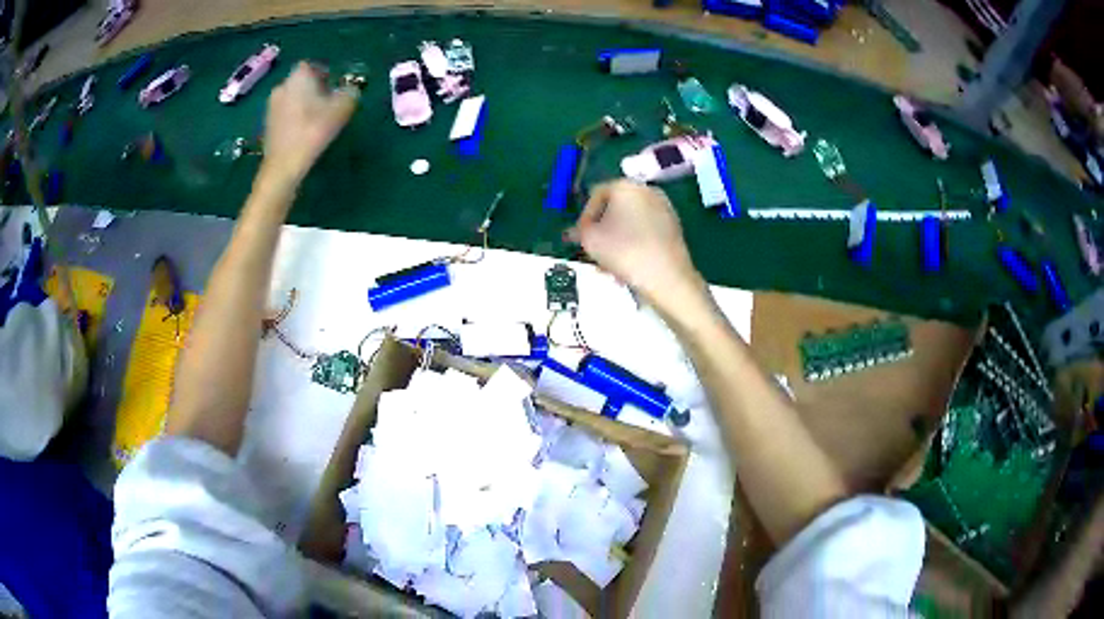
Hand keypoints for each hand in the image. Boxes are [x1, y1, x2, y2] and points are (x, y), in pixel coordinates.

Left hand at [262, 62, 358, 184]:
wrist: (283, 166)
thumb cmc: (312, 131)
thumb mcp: (341, 109)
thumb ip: (350, 94)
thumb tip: (352, 90)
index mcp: (298, 77)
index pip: (312, 65)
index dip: (324, 73)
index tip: (334, 87)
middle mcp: (282, 86)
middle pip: (301, 82)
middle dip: (314, 89)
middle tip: (329, 103)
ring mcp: (271, 106)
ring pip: (292, 98)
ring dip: (304, 104)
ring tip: (317, 119)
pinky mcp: (267, 125)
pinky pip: (285, 114)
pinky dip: (295, 118)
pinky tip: (303, 132)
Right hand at [567, 180, 704, 310]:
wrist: (667, 277)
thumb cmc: (624, 252)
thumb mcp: (590, 240)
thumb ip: (578, 231)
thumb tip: (574, 232)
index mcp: (625, 186)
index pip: (596, 195)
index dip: (584, 218)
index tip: (581, 239)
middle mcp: (647, 190)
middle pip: (615, 209)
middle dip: (602, 231)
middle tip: (595, 253)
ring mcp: (664, 208)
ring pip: (630, 223)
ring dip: (617, 241)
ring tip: (611, 266)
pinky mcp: (674, 227)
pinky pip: (646, 231)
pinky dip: (635, 244)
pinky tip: (630, 267)